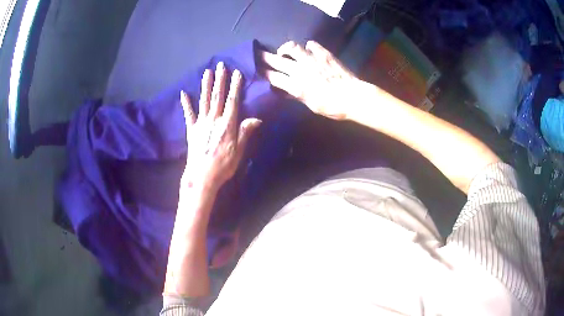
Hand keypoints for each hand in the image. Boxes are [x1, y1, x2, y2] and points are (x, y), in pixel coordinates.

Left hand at [180, 62, 261, 193]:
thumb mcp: (239, 151)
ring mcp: (201, 124)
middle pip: (218, 96)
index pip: (233, 101)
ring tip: (207, 72)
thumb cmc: (223, 166)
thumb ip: (245, 132)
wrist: (202, 177)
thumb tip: (256, 118)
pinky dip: (186, 103)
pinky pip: (188, 114)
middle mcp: (214, 120)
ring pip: (204, 101)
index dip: (235, 86)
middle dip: (220, 80)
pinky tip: (183, 93)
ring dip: (206, 85)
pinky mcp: (191, 130)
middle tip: (221, 65)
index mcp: (227, 125)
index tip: (236, 73)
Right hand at [260, 41, 361, 119]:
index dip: (263, 73)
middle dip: (264, 57)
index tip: (257, 70)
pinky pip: (311, 44)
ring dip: (285, 48)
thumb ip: (296, 95)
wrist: (353, 97)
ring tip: (284, 51)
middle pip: (277, 60)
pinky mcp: (324, 54)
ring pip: (292, 47)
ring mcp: (312, 60)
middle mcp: (301, 70)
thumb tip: (285, 89)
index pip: (273, 77)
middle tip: (258, 54)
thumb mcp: (311, 105)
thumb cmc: (332, 107)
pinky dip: (307, 46)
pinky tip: (308, 49)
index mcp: (296, 86)